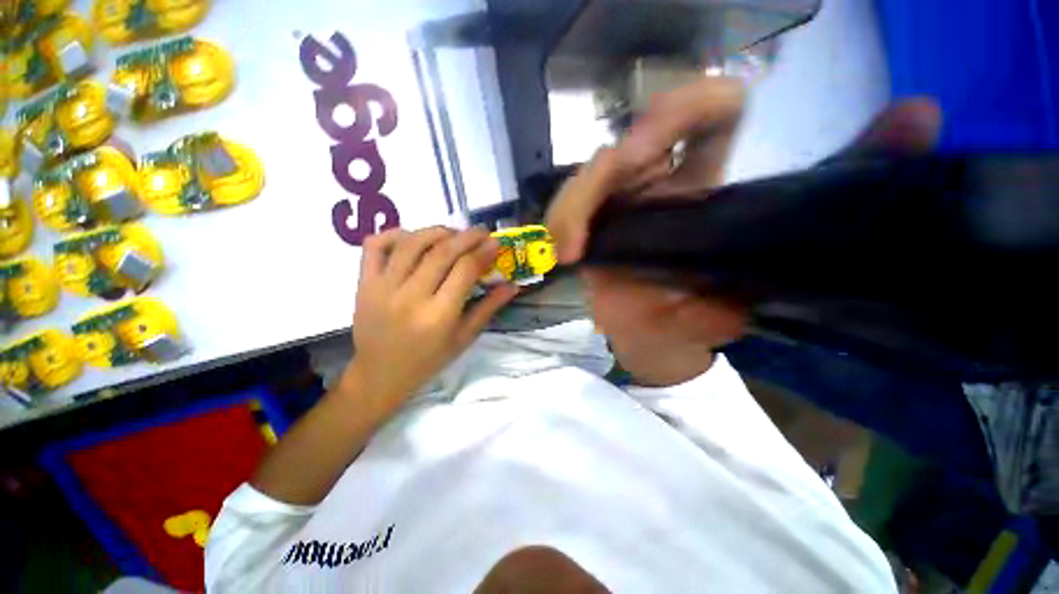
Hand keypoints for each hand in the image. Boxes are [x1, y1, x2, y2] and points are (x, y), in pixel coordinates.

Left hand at [341, 227, 517, 412]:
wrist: (381, 374)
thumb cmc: (429, 359)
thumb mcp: (464, 338)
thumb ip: (489, 308)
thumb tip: (513, 286)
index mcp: (439, 315)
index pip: (465, 270)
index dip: (483, 252)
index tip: (495, 243)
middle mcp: (411, 297)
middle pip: (442, 252)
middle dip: (467, 237)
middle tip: (481, 231)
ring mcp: (383, 287)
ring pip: (411, 244)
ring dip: (437, 231)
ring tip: (453, 233)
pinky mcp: (364, 283)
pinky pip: (375, 246)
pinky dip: (395, 233)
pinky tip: (412, 236)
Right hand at [547, 77, 941, 386]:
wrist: (659, 341)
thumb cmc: (710, 309)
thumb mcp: (773, 264)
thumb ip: (837, 199)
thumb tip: (920, 111)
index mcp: (699, 185)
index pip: (708, 116)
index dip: (706, 102)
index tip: (720, 109)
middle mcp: (651, 187)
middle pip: (637, 136)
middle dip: (642, 138)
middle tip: (640, 158)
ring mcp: (611, 211)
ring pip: (592, 176)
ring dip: (588, 192)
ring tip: (587, 230)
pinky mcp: (583, 236)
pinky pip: (564, 218)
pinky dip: (564, 226)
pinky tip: (567, 251)